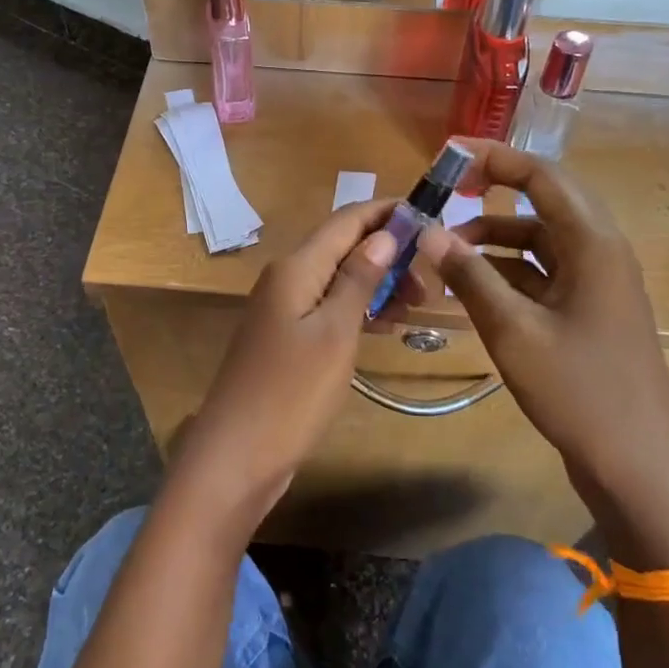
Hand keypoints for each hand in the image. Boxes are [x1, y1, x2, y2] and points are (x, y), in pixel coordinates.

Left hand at [167, 199, 401, 535]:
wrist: (236, 456)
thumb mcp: (335, 333)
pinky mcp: (286, 337)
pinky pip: (328, 307)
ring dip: (378, 283)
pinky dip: (359, 309)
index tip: (432, 217)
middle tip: (431, 282)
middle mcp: (287, 278)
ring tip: (419, 303)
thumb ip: (359, 280)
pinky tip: (386, 325)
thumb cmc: (291, 393)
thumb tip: (384, 234)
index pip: (347, 219)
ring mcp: (283, 309)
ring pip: (338, 279)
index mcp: (296, 267)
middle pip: (343, 247)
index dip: (387, 212)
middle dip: (389, 252)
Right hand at [414, 141, 668, 563]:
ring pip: (540, 240)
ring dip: (495, 238)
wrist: (638, 465)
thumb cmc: (579, 391)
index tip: (449, 154)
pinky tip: (471, 286)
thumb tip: (427, 231)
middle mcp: (600, 252)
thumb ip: (469, 276)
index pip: (542, 177)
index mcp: (593, 244)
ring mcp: (597, 284)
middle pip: (544, 202)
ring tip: (446, 251)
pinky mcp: (589, 311)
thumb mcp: (513, 331)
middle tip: (446, 191)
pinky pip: (543, 273)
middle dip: (493, 191)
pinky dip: (507, 271)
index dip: (495, 158)